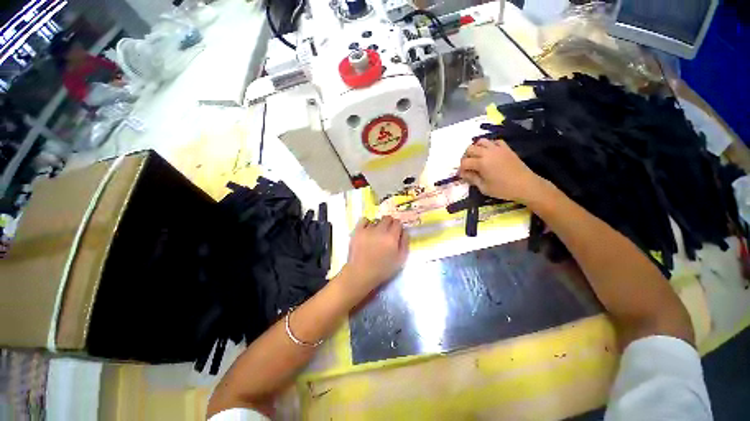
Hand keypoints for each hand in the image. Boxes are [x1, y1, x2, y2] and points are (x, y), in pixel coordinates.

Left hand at [341, 216, 408, 298]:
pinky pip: (364, 220)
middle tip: (387, 232)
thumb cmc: (382, 269)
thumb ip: (405, 243)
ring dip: (378, 225)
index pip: (398, 222)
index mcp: (392, 237)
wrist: (360, 273)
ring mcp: (367, 229)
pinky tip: (367, 229)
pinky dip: (367, 223)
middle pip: (387, 218)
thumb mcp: (400, 260)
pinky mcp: (357, 231)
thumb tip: (404, 231)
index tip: (396, 232)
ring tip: (376, 234)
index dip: (398, 227)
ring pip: (376, 220)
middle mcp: (380, 230)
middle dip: (389, 223)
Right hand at [459, 139, 548, 202]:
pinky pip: (494, 141)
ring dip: (476, 149)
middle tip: (468, 166)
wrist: (525, 185)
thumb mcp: (484, 188)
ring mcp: (498, 149)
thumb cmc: (503, 189)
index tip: (462, 175)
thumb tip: (464, 174)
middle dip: (466, 157)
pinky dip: (489, 145)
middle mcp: (488, 152)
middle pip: (470, 149)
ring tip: (477, 158)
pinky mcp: (506, 148)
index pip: (464, 162)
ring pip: (481, 141)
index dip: (461, 169)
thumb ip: (472, 179)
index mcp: (481, 163)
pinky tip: (489, 154)